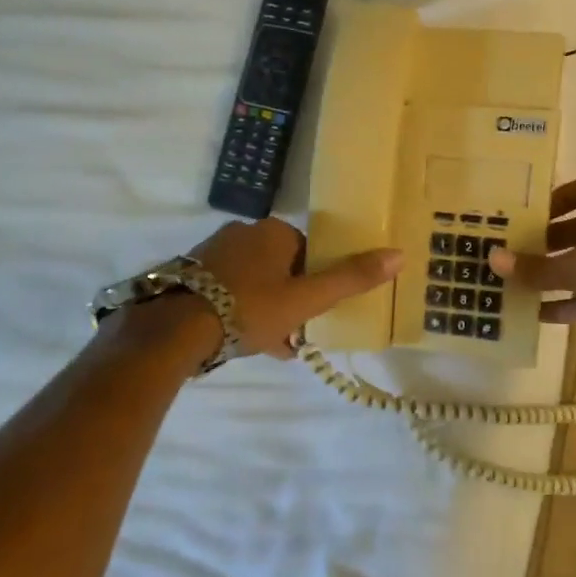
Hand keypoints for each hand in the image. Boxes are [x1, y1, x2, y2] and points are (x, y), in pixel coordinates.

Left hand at [190, 218, 400, 359]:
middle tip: (296, 332)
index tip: (317, 310)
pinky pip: (227, 291)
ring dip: (267, 309)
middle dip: (291, 299)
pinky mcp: (189, 274)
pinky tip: (243, 341)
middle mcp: (242, 233)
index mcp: (273, 231)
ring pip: (254, 282)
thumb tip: (399, 255)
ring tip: (272, 345)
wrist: (175, 328)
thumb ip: (351, 278)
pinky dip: (240, 311)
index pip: (308, 252)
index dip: (317, 282)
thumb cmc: (250, 308)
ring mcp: (211, 252)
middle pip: (281, 268)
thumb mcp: (307, 298)